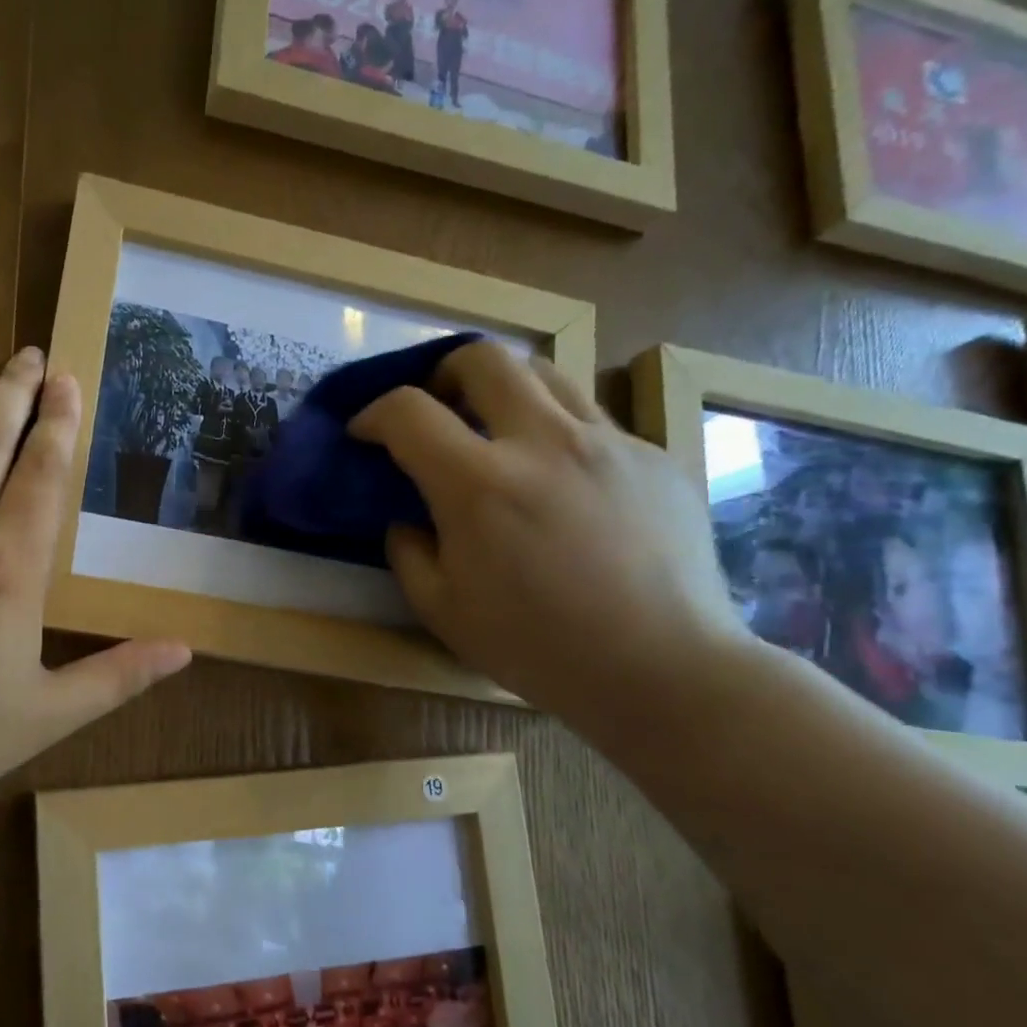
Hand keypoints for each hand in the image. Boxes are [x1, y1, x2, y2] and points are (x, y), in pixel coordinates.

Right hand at [350, 341, 747, 727]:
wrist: (661, 668)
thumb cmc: (537, 647)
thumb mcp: (442, 610)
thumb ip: (409, 552)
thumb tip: (408, 519)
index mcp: (479, 485)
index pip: (409, 412)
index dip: (374, 413)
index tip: (365, 432)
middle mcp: (542, 442)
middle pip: (483, 358)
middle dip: (443, 373)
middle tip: (436, 407)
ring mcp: (607, 442)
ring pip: (546, 372)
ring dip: (504, 388)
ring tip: (497, 428)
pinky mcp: (652, 456)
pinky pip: (592, 418)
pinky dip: (556, 430)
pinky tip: (560, 478)